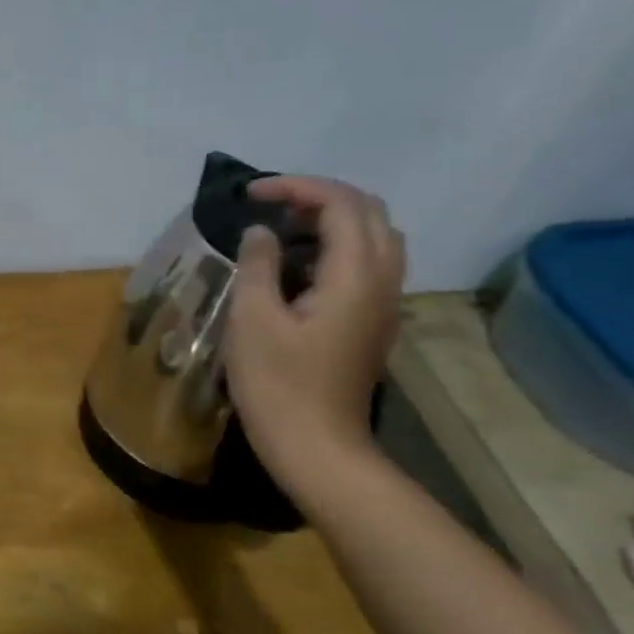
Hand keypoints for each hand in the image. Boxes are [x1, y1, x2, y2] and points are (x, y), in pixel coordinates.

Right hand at [224, 176, 405, 488]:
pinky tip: (296, 267)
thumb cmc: (277, 385)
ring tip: (281, 230)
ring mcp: (384, 304)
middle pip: (369, 213)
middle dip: (319, 196)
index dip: (296, 187)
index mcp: (355, 276)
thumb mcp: (252, 320)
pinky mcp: (373, 322)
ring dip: (331, 220)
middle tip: (268, 206)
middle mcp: (383, 281)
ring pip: (374, 238)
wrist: (316, 446)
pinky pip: (367, 264)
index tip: (249, 194)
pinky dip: (335, 247)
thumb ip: (258, 266)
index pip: (341, 204)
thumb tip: (260, 233)